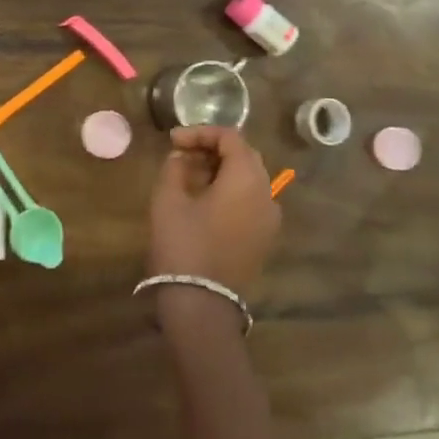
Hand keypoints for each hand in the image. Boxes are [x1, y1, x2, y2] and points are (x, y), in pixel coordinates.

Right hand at [148, 125, 278, 296]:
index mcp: (247, 178)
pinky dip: (230, 190)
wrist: (202, 306)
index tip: (173, 141)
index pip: (230, 137)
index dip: (200, 133)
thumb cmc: (183, 245)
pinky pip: (251, 200)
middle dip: (212, 149)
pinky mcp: (264, 238)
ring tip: (189, 175)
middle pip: (244, 156)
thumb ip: (175, 167)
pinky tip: (204, 199)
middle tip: (181, 154)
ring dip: (221, 169)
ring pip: (249, 178)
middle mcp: (267, 193)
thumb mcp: (168, 199)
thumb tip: (182, 156)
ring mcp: (269, 218)